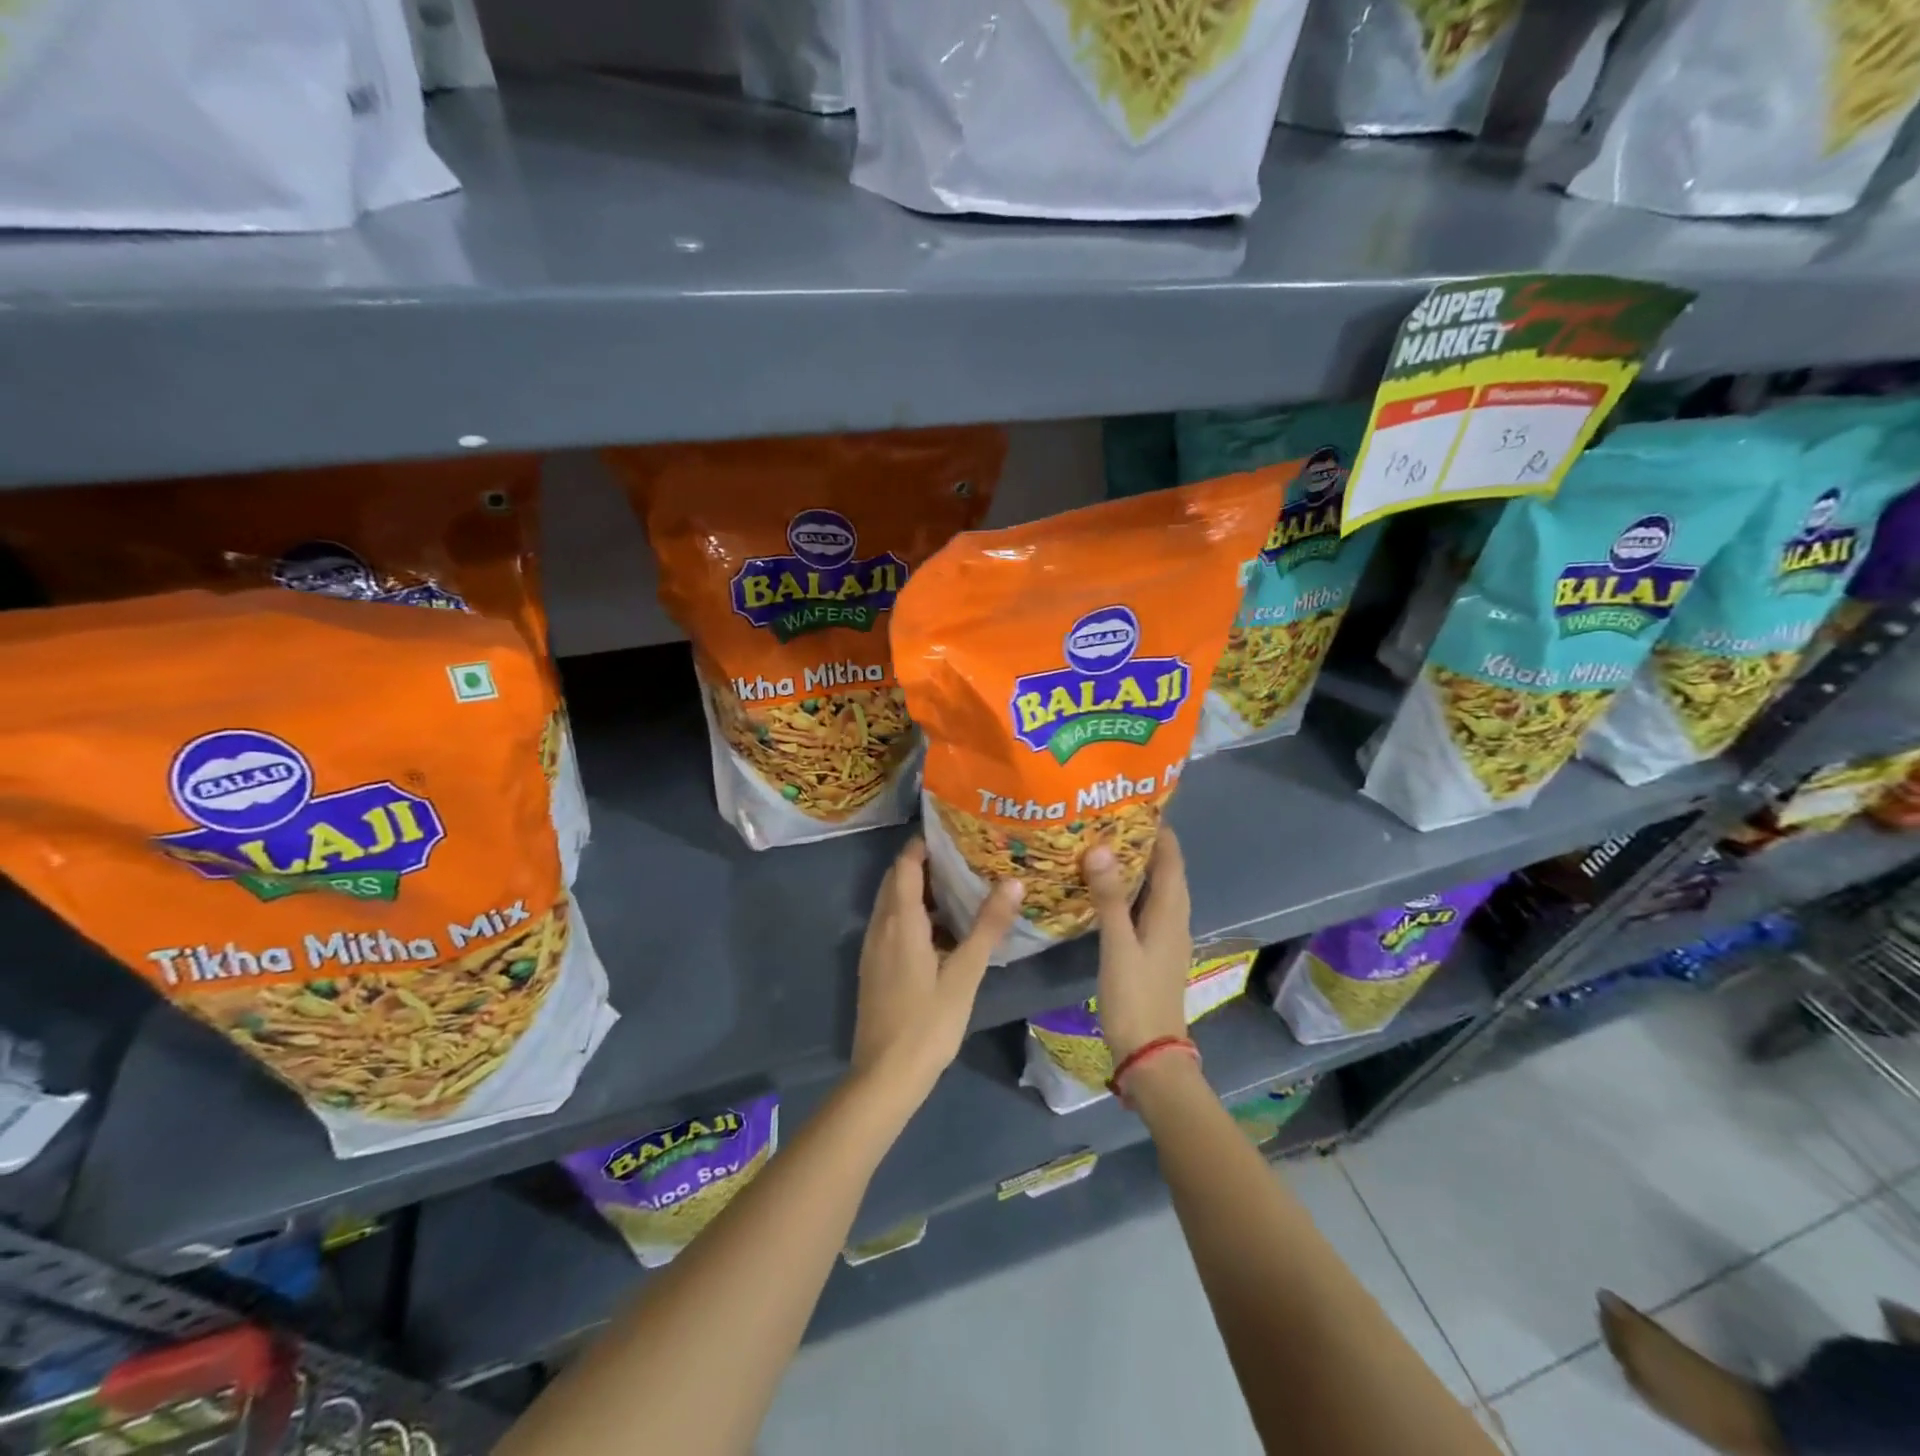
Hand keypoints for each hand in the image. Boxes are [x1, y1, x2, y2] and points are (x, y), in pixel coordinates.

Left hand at [851, 839, 1023, 1107]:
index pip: (906, 865)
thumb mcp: (965, 974)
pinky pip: (891, 925)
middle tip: (962, 856)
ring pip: (892, 904)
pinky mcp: (874, 968)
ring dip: (918, 890)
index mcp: (900, 921)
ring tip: (958, 887)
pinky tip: (941, 930)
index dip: (923, 844)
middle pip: (897, 880)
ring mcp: (874, 949)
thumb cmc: (928, 1023)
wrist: (885, 1076)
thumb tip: (1012, 882)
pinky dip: (913, 914)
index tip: (952, 832)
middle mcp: (881, 927)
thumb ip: (987, 927)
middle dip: (924, 863)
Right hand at [1085, 829, 1191, 1064]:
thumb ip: (1110, 898)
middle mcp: (1175, 920)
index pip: (1172, 860)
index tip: (1134, 803)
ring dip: (1138, 867)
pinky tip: (1107, 890)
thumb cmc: (1136, 998)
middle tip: (1110, 820)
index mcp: (1171, 914)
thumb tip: (1101, 848)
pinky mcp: (1154, 951)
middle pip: (1167, 871)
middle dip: (1145, 843)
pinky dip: (1132, 890)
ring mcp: (1166, 937)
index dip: (1159, 831)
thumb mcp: (1118, 946)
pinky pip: (1147, 908)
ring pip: (1157, 890)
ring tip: (1105, 845)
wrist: (1151, 1054)